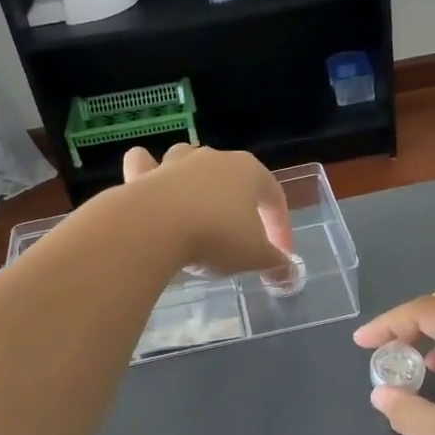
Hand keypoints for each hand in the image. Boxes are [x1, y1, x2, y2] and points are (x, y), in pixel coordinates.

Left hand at [121, 143, 295, 276]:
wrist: (154, 228)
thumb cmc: (216, 236)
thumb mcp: (255, 257)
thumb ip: (276, 264)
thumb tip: (292, 276)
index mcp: (249, 171)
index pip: (274, 197)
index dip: (281, 228)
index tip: (280, 257)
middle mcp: (213, 158)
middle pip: (233, 178)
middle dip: (239, 206)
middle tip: (239, 239)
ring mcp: (175, 163)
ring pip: (190, 162)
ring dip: (195, 181)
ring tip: (197, 209)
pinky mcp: (142, 174)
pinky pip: (145, 164)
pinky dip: (147, 172)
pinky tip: (150, 188)